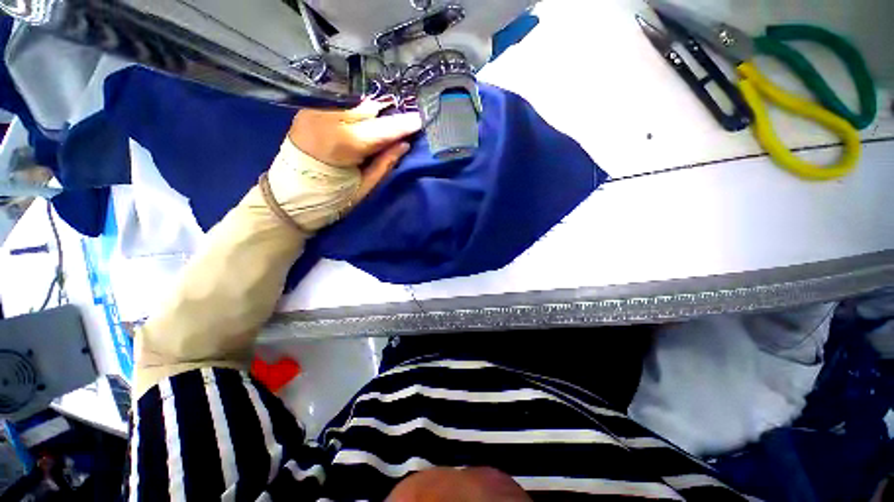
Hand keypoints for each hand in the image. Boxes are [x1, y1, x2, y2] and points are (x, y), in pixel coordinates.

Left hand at [289, 100, 422, 200]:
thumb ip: (384, 163)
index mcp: (341, 143)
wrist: (287, 200)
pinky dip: (357, 113)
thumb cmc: (329, 201)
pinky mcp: (308, 111)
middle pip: (369, 111)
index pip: (380, 129)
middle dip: (388, 118)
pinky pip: (342, 107)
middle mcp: (326, 119)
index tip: (421, 119)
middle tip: (405, 125)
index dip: (402, 125)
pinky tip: (365, 122)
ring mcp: (314, 111)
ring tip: (386, 124)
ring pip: (355, 106)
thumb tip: (403, 144)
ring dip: (374, 114)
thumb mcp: (363, 188)